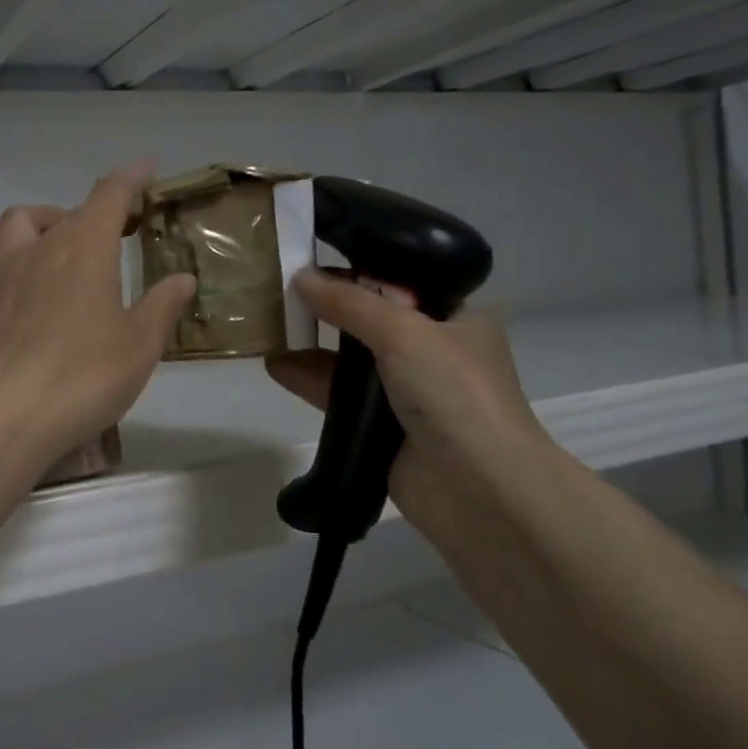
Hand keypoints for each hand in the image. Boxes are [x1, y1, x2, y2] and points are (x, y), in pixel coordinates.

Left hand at [0, 166, 195, 470]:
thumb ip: (162, 306)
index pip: (111, 195)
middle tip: (117, 232)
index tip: (146, 170)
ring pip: (20, 221)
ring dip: (45, 219)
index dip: (130, 178)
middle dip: (98, 213)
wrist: (7, 414)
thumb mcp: (139, 346)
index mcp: (88, 250)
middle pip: (71, 213)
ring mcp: (2, 269)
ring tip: (58, 235)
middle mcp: (43, 247)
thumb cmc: (84, 377)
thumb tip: (182, 278)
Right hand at [265, 270, 548, 540]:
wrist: (477, 488)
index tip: (315, 259)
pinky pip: (338, 396)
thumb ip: (350, 303)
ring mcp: (407, 393)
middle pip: (372, 320)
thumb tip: (300, 276)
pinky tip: (275, 365)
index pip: (404, 283)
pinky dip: (308, 380)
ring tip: (269, 324)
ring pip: (351, 360)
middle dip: (329, 307)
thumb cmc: (454, 392)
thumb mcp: (404, 332)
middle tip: (282, 289)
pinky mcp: (381, 428)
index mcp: (457, 318)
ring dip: (313, 345)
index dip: (360, 271)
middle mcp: (433, 351)